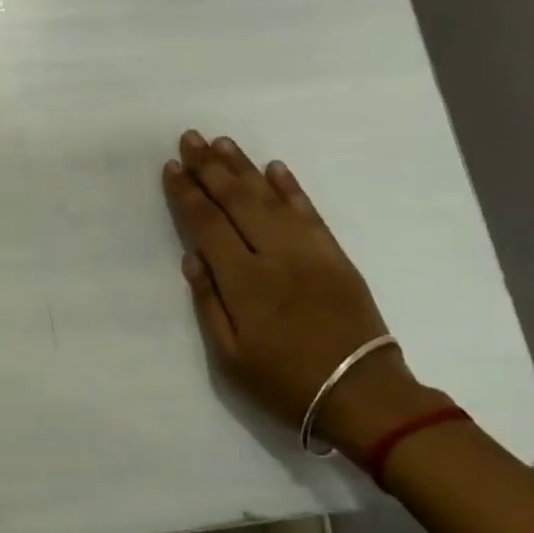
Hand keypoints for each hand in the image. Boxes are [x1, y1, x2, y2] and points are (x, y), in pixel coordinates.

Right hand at [162, 130, 447, 451]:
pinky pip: (309, 210)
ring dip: (243, 167)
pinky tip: (274, 167)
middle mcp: (275, 254)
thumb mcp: (230, 356)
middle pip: (237, 200)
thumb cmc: (285, 381)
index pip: (208, 224)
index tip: (172, 167)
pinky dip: (290, 187)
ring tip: (222, 143)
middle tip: (190, 138)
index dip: (187, 193)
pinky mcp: (334, 254)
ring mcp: (309, 250)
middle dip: (210, 167)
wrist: (362, 394)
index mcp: (244, 281)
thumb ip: (208, 302)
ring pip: (270, 197)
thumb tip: (192, 257)